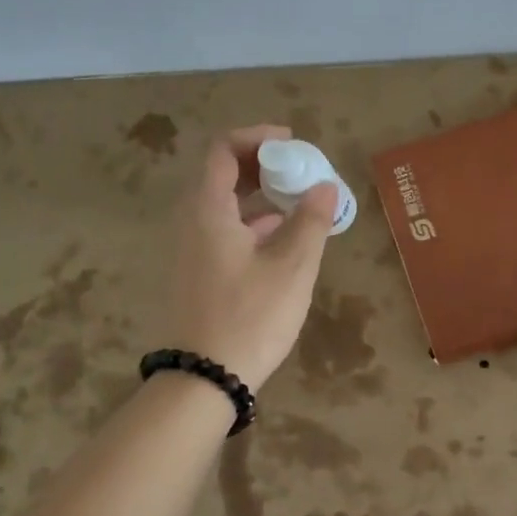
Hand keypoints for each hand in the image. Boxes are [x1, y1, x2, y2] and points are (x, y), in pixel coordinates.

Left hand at [167, 125, 337, 388]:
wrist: (205, 377)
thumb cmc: (250, 316)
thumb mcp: (292, 267)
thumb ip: (311, 221)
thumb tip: (326, 187)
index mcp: (208, 210)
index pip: (223, 150)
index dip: (257, 138)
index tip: (292, 144)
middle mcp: (192, 223)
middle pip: (222, 176)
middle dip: (263, 167)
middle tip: (299, 170)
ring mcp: (191, 250)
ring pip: (224, 206)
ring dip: (260, 196)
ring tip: (298, 202)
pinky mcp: (197, 274)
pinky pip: (224, 231)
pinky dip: (252, 223)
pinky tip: (282, 240)